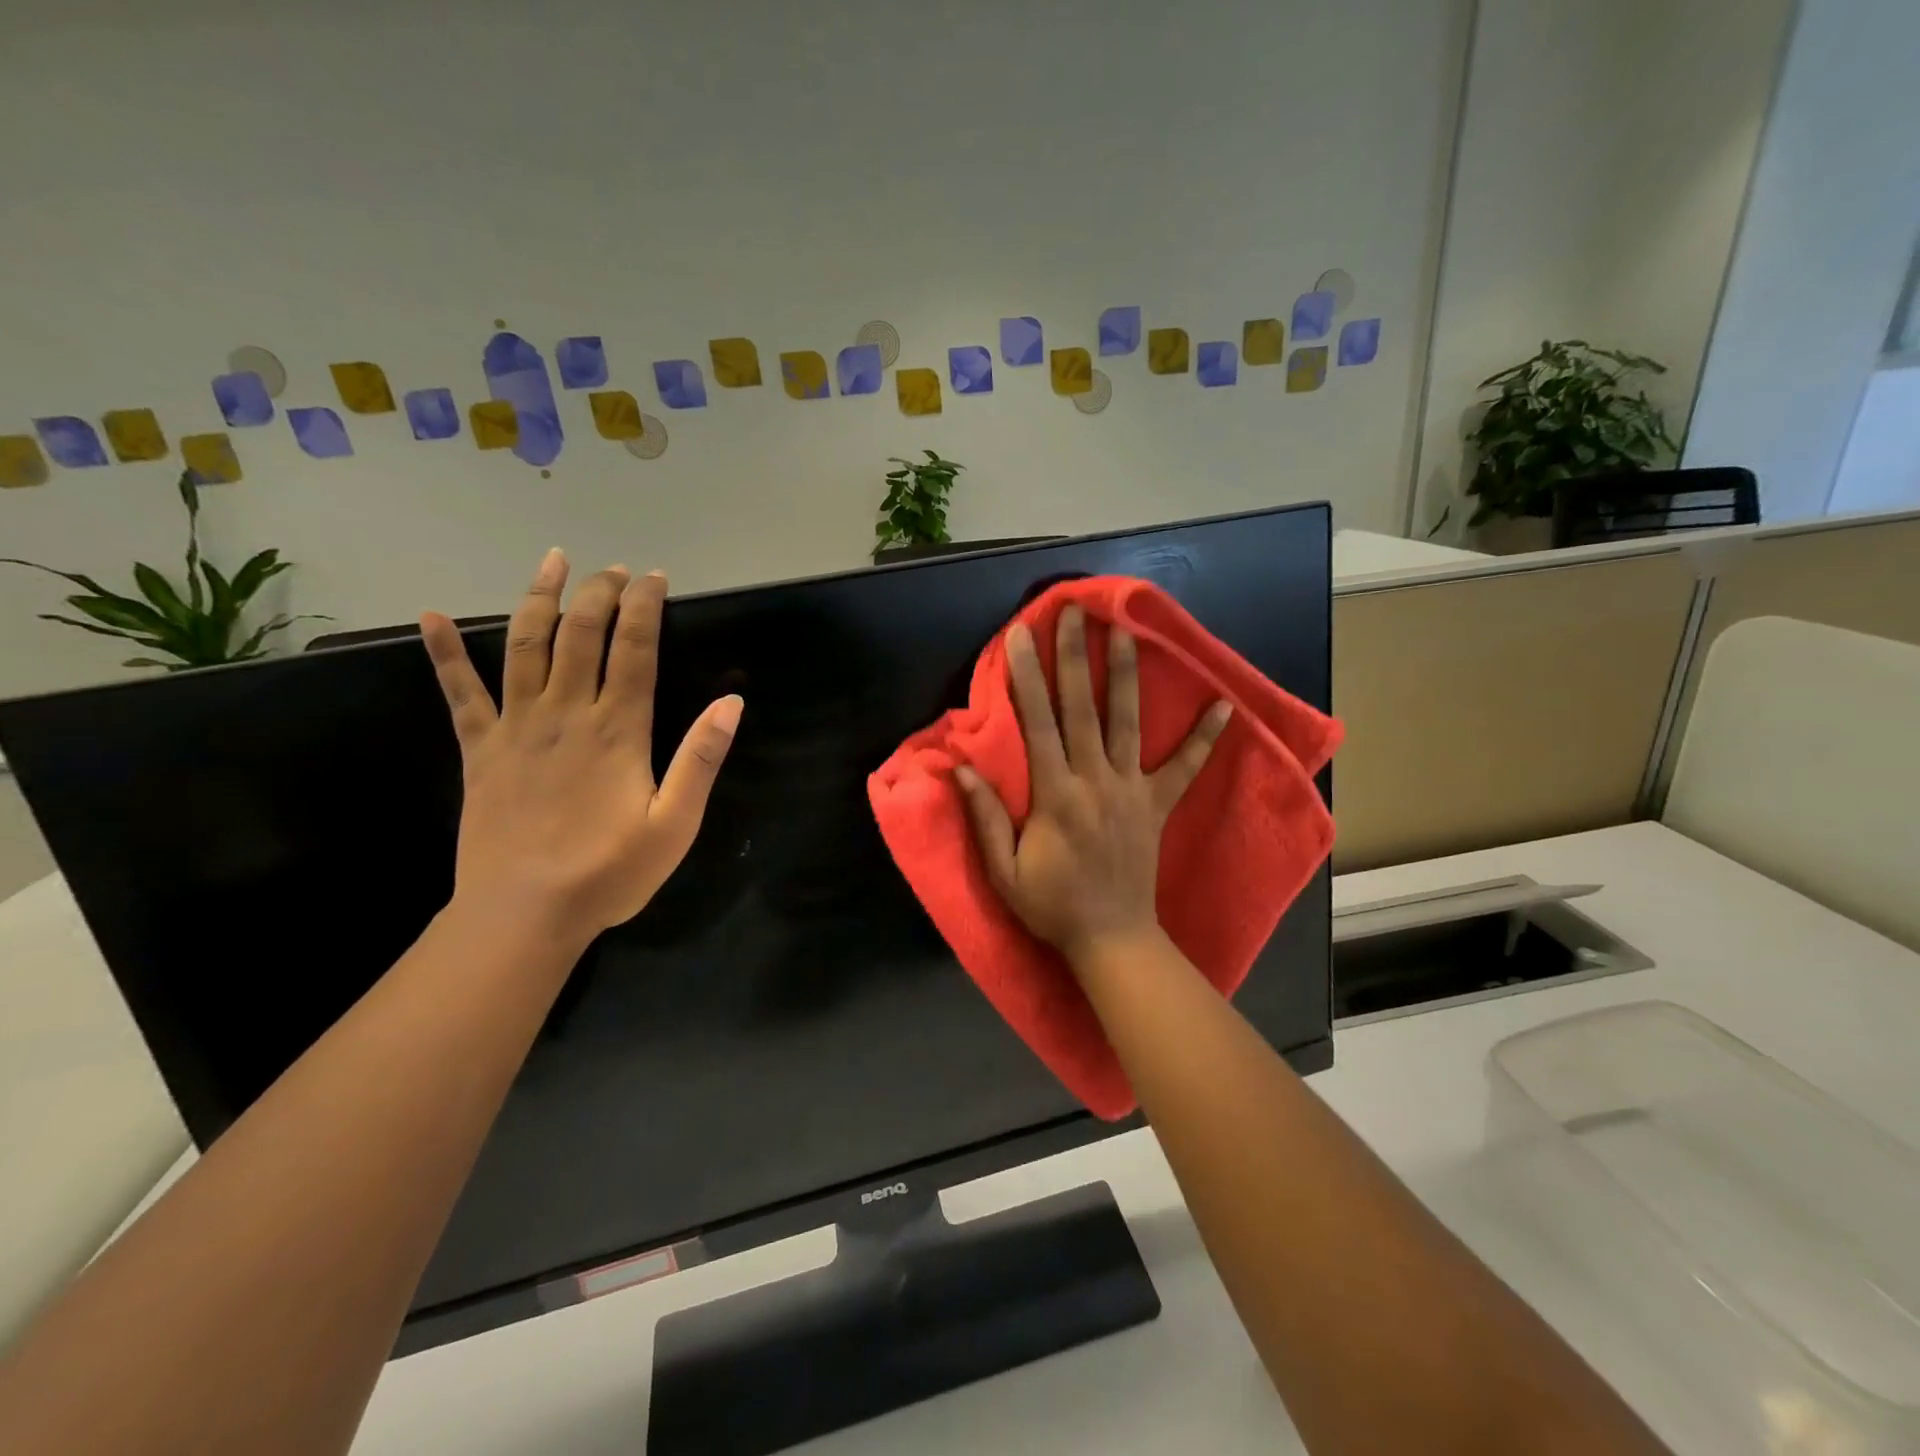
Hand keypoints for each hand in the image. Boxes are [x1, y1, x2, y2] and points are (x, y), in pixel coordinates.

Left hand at [420, 549, 742, 947]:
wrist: (524, 914)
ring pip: (525, 646)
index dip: (644, 608)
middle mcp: (565, 714)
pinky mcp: (479, 750)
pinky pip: (459, 693)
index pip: (634, 651)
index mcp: (617, 730)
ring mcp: (516, 728)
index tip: (654, 578)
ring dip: (539, 599)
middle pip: (581, 635)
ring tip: (553, 562)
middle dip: (599, 593)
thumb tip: (731, 703)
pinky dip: (444, 653)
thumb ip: (701, 760)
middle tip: (613, 569)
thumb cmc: (609, 873)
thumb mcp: (675, 824)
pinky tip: (431, 616)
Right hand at [955, 605, 1230, 970]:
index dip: (1026, 677)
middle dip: (1074, 656)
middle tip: (1072, 612)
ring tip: (1126, 630)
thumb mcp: (1003, 871)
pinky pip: (1186, 768)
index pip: (1037, 724)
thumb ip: (984, 817)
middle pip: (1082, 708)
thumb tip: (959, 768)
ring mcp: (1132, 790)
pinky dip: (1205, 738)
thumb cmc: (1051, 906)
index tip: (1019, 636)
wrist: (1112, 939)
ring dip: (1126, 674)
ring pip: (1128, 722)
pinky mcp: (1158, 805)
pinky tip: (1225, 706)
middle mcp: (1095, 781)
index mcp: (1055, 795)